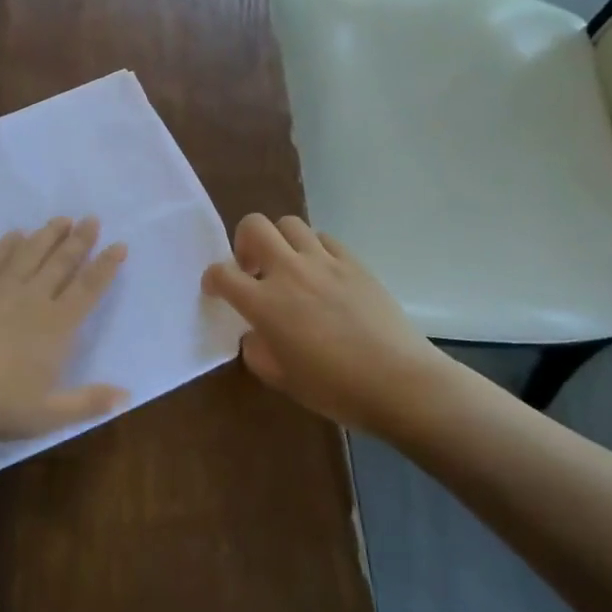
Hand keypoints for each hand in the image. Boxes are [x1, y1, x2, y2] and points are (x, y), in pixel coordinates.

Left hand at [0, 217, 128, 440]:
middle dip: (80, 240)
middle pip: (61, 263)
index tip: (119, 245)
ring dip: (48, 235)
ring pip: (30, 254)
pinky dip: (6, 245)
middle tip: (92, 219)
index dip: (105, 266)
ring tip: (62, 219)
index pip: (88, 289)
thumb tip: (127, 395)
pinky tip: (14, 234)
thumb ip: (88, 402)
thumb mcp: (48, 414)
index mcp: (56, 326)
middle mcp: (32, 299)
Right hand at [201, 213, 458, 436]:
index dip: (212, 278)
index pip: (222, 273)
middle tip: (252, 268)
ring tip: (288, 267)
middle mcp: (289, 272)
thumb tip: (256, 333)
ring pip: (289, 224)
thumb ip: (257, 350)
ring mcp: (324, 262)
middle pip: (254, 226)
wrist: (398, 382)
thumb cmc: (334, 388)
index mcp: (264, 303)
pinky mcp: (353, 262)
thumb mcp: (281, 379)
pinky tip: (322, 274)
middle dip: (243, 241)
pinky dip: (314, 249)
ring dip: (280, 241)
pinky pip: (324, 239)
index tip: (216, 289)